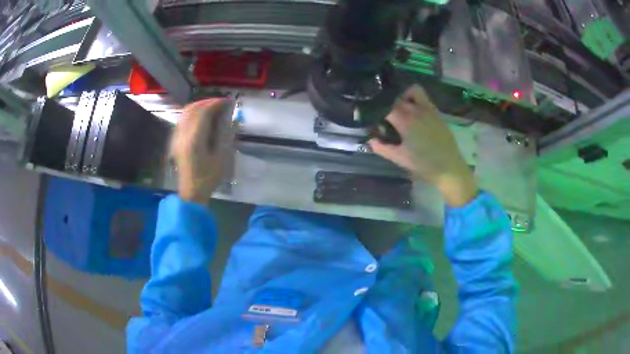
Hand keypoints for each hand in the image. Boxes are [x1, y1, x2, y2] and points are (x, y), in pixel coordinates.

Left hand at [170, 99, 234, 203]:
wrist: (191, 192)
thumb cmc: (208, 178)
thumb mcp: (221, 158)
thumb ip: (225, 136)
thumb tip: (230, 119)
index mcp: (194, 140)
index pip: (203, 113)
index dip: (216, 104)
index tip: (227, 102)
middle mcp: (183, 135)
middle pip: (192, 109)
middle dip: (207, 102)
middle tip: (220, 103)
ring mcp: (177, 137)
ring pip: (185, 113)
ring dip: (199, 106)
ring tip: (212, 107)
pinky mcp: (175, 140)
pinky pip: (182, 120)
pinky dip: (192, 113)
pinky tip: (201, 117)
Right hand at [369, 85, 477, 205]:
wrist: (449, 168)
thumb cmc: (423, 164)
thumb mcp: (400, 158)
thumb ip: (382, 148)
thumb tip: (370, 140)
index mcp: (404, 120)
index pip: (385, 107)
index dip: (376, 110)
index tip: (373, 118)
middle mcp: (415, 110)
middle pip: (396, 97)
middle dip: (388, 104)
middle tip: (385, 116)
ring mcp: (428, 109)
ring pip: (412, 91)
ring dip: (403, 96)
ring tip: (400, 108)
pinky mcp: (436, 112)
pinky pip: (424, 98)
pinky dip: (415, 99)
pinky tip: (414, 112)